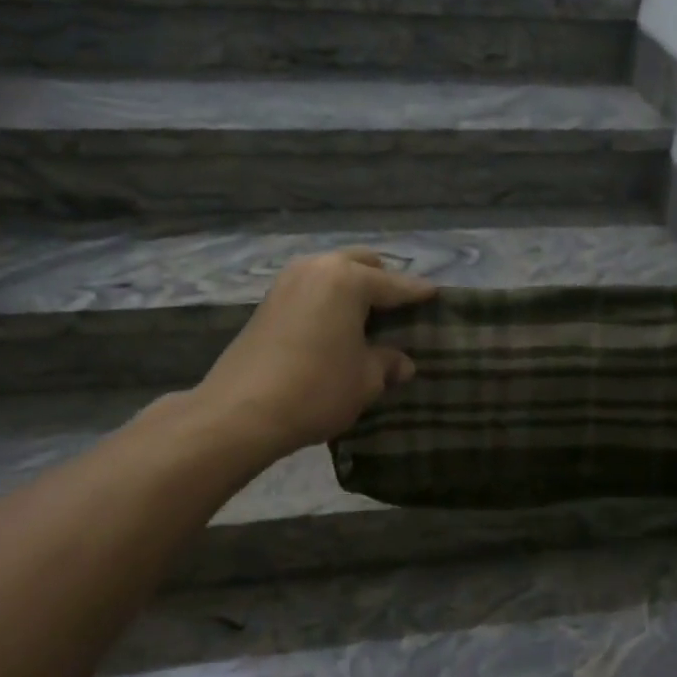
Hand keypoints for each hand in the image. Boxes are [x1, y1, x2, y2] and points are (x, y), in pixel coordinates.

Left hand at [193, 248, 436, 463]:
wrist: (240, 412)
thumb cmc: (316, 388)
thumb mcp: (365, 380)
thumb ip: (387, 363)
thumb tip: (403, 363)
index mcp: (348, 279)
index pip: (395, 284)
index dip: (418, 293)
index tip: (436, 295)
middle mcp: (318, 268)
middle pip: (361, 264)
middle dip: (382, 281)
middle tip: (399, 308)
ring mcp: (288, 281)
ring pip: (332, 273)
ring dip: (352, 288)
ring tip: (368, 317)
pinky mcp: (268, 301)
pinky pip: (312, 288)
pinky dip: (329, 299)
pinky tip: (337, 325)